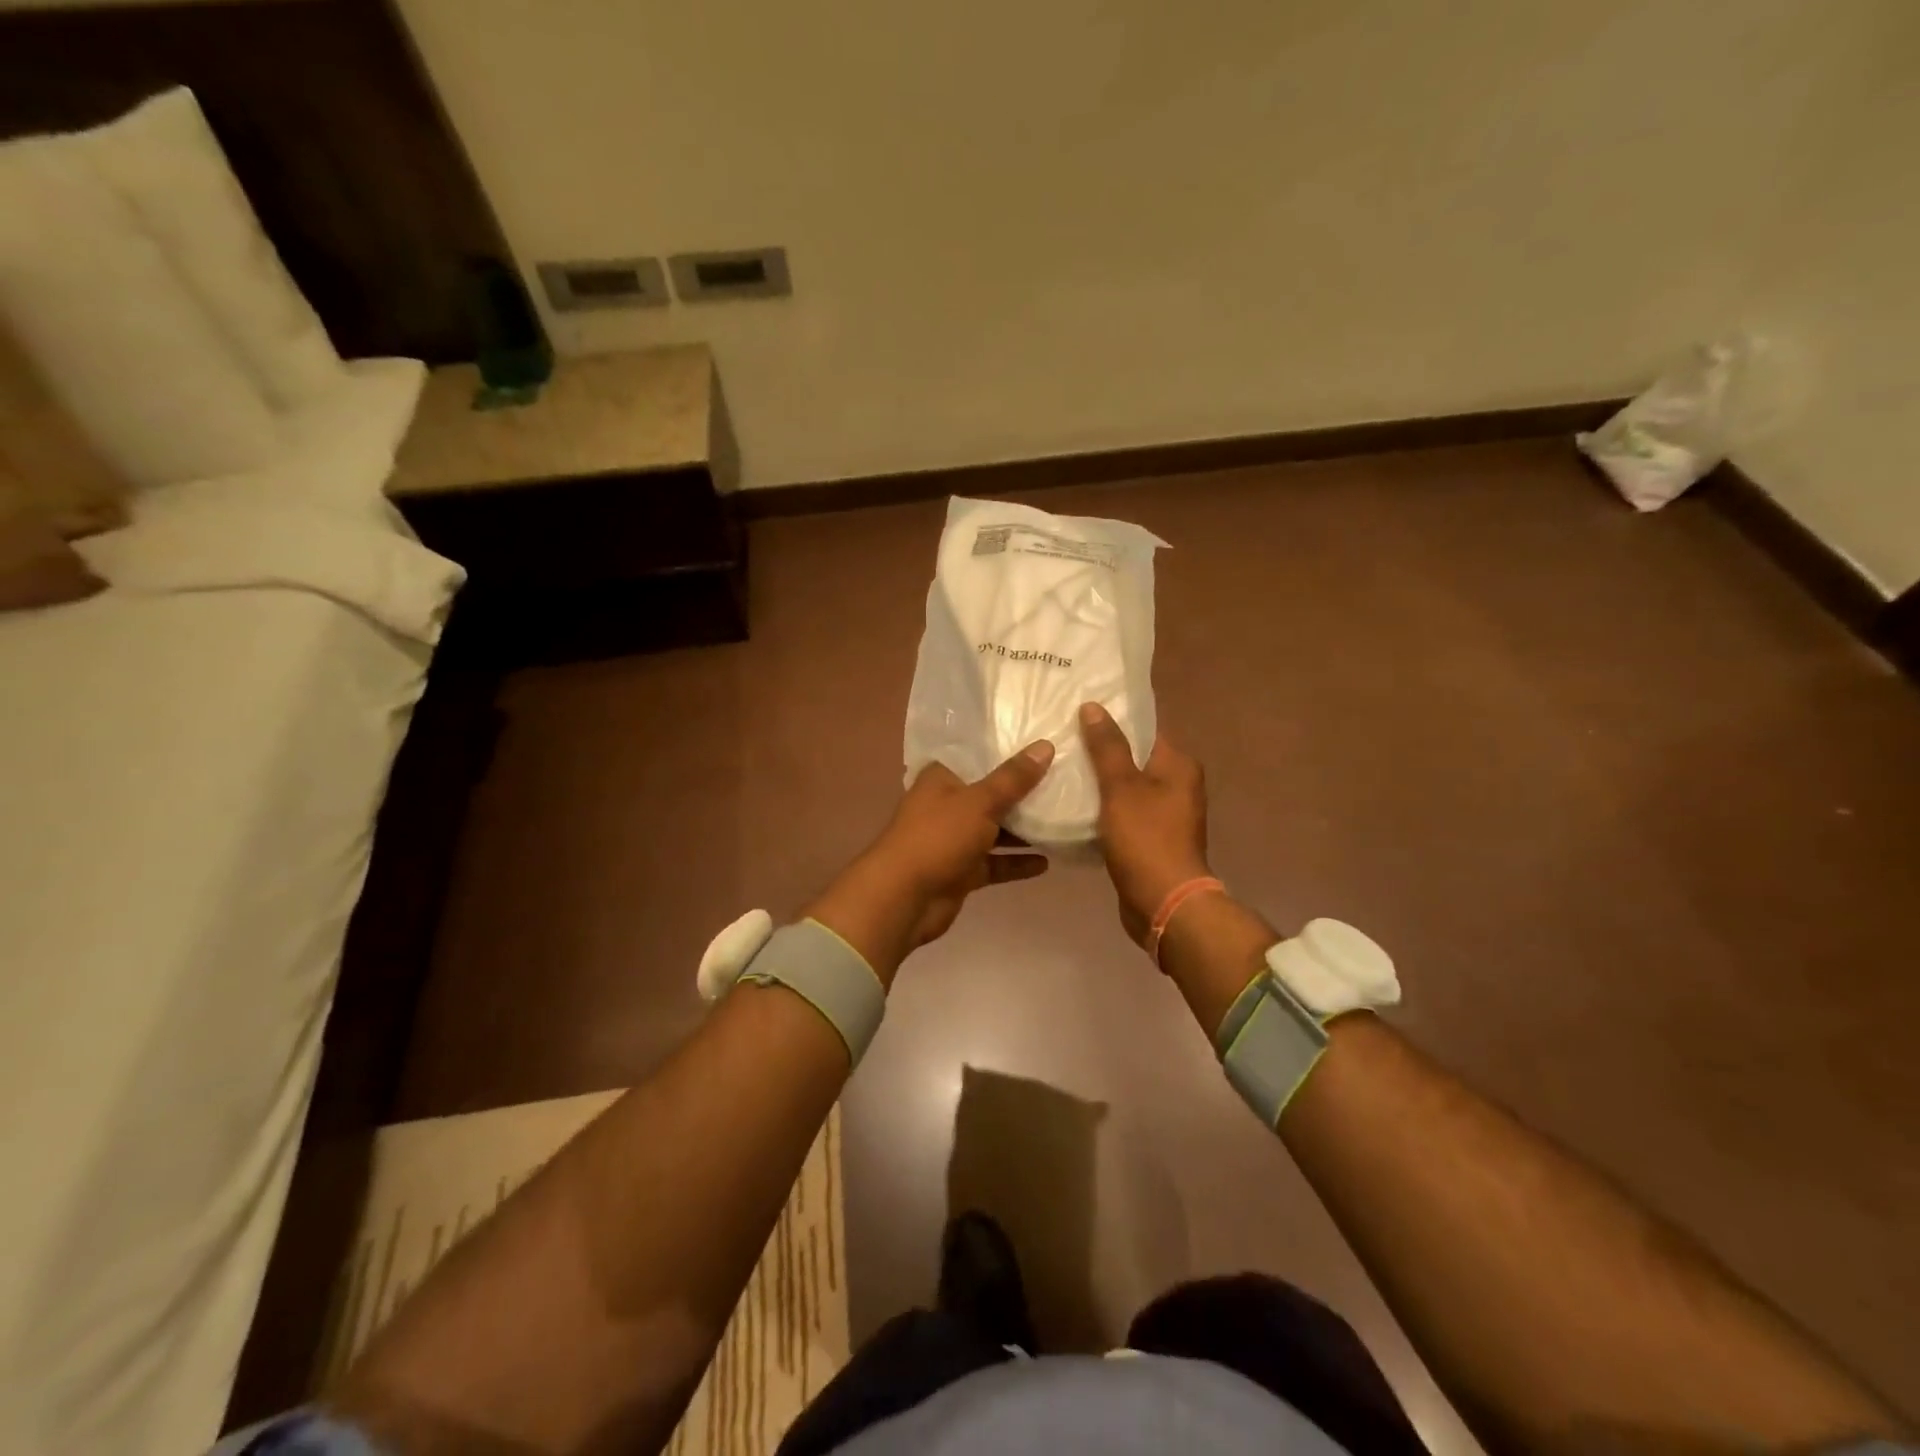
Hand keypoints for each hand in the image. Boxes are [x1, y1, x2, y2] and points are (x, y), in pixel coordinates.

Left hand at [805, 743, 1054, 983]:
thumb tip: (1045, 746)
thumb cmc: (938, 837)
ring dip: (1023, 830)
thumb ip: (1014, 778)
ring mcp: (953, 840)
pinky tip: (1046, 862)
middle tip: (1064, 781)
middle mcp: (946, 805)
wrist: (904, 898)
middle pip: (990, 794)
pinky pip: (994, 863)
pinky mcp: (961, 871)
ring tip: (1062, 821)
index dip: (1007, 752)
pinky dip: (1016, 862)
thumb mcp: (980, 802)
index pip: (978, 757)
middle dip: (1022, 793)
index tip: (1043, 745)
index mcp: (941, 778)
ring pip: (994, 830)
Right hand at [1079, 702, 1210, 945]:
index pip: (1145, 729)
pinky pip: (1124, 813)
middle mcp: (1179, 785)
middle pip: (1135, 757)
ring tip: (1062, 769)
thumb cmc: (1145, 839)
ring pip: (1127, 787)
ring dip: (1100, 782)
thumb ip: (1107, 747)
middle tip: (1063, 740)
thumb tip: (1094, 706)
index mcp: (1178, 765)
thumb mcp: (1121, 787)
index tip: (1079, 713)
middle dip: (1102, 751)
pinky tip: (1074, 805)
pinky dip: (1104, 809)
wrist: (1164, 904)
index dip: (1114, 720)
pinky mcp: (1152, 839)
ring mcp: (1167, 815)